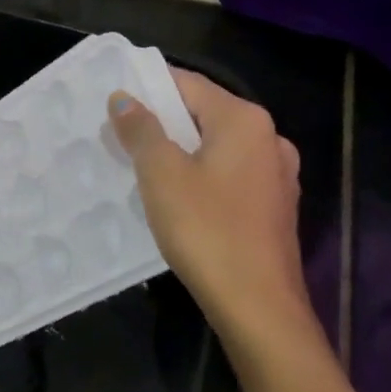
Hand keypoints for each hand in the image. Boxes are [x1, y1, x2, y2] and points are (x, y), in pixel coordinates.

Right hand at [108, 71, 319, 360]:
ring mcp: (276, 174)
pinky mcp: (274, 206)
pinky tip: (177, 197)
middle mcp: (268, 138)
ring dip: (180, 151)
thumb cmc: (206, 230)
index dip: (148, 87)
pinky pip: (229, 175)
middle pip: (204, 114)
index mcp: (244, 120)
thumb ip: (141, 130)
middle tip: (119, 134)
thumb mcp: (162, 175)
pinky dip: (200, 175)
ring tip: (142, 166)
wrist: (259, 307)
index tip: (114, 99)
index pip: (188, 84)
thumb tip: (123, 98)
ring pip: (216, 147)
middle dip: (161, 122)